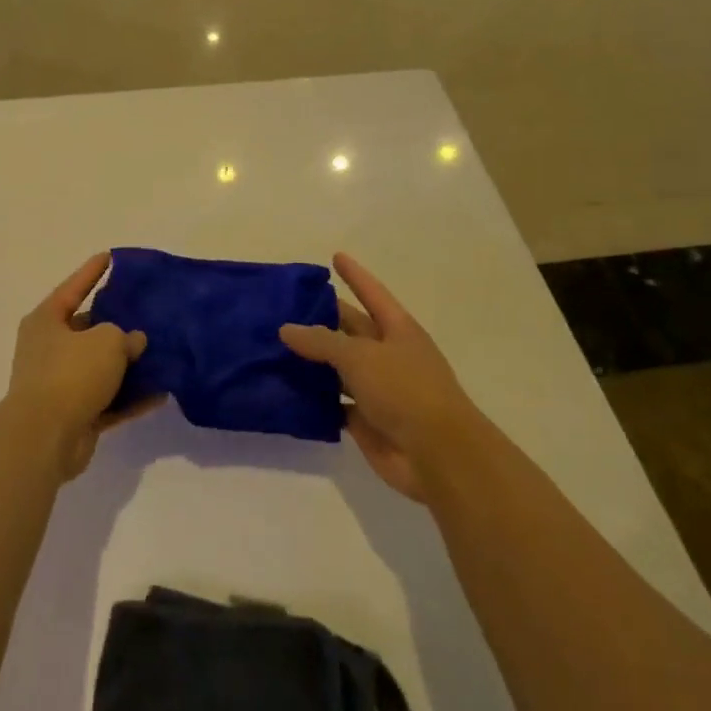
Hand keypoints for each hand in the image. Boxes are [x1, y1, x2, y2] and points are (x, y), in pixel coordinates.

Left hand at [0, 253, 153, 480]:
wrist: (45, 437)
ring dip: (128, 365)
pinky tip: (160, 394)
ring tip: (161, 354)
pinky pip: (108, 400)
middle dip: (117, 324)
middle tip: (147, 314)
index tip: (111, 257)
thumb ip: (124, 336)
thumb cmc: (70, 374)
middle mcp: (49, 349)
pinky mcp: (74, 414)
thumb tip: (133, 341)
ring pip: (100, 367)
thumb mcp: (106, 341)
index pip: (74, 287)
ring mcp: (60, 384)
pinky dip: (130, 398)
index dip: (93, 271)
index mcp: (47, 321)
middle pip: (88, 330)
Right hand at [280, 253, 482, 502]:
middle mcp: (388, 355)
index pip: (372, 293)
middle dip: (320, 319)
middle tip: (282, 308)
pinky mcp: (366, 420)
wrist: (437, 454)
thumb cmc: (405, 390)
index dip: (354, 275)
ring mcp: (378, 389)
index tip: (334, 256)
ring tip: (272, 348)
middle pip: (349, 330)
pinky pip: (333, 403)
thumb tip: (287, 329)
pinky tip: (284, 391)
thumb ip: (321, 341)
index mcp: (397, 330)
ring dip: (311, 362)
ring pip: (338, 368)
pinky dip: (313, 399)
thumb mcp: (360, 356)